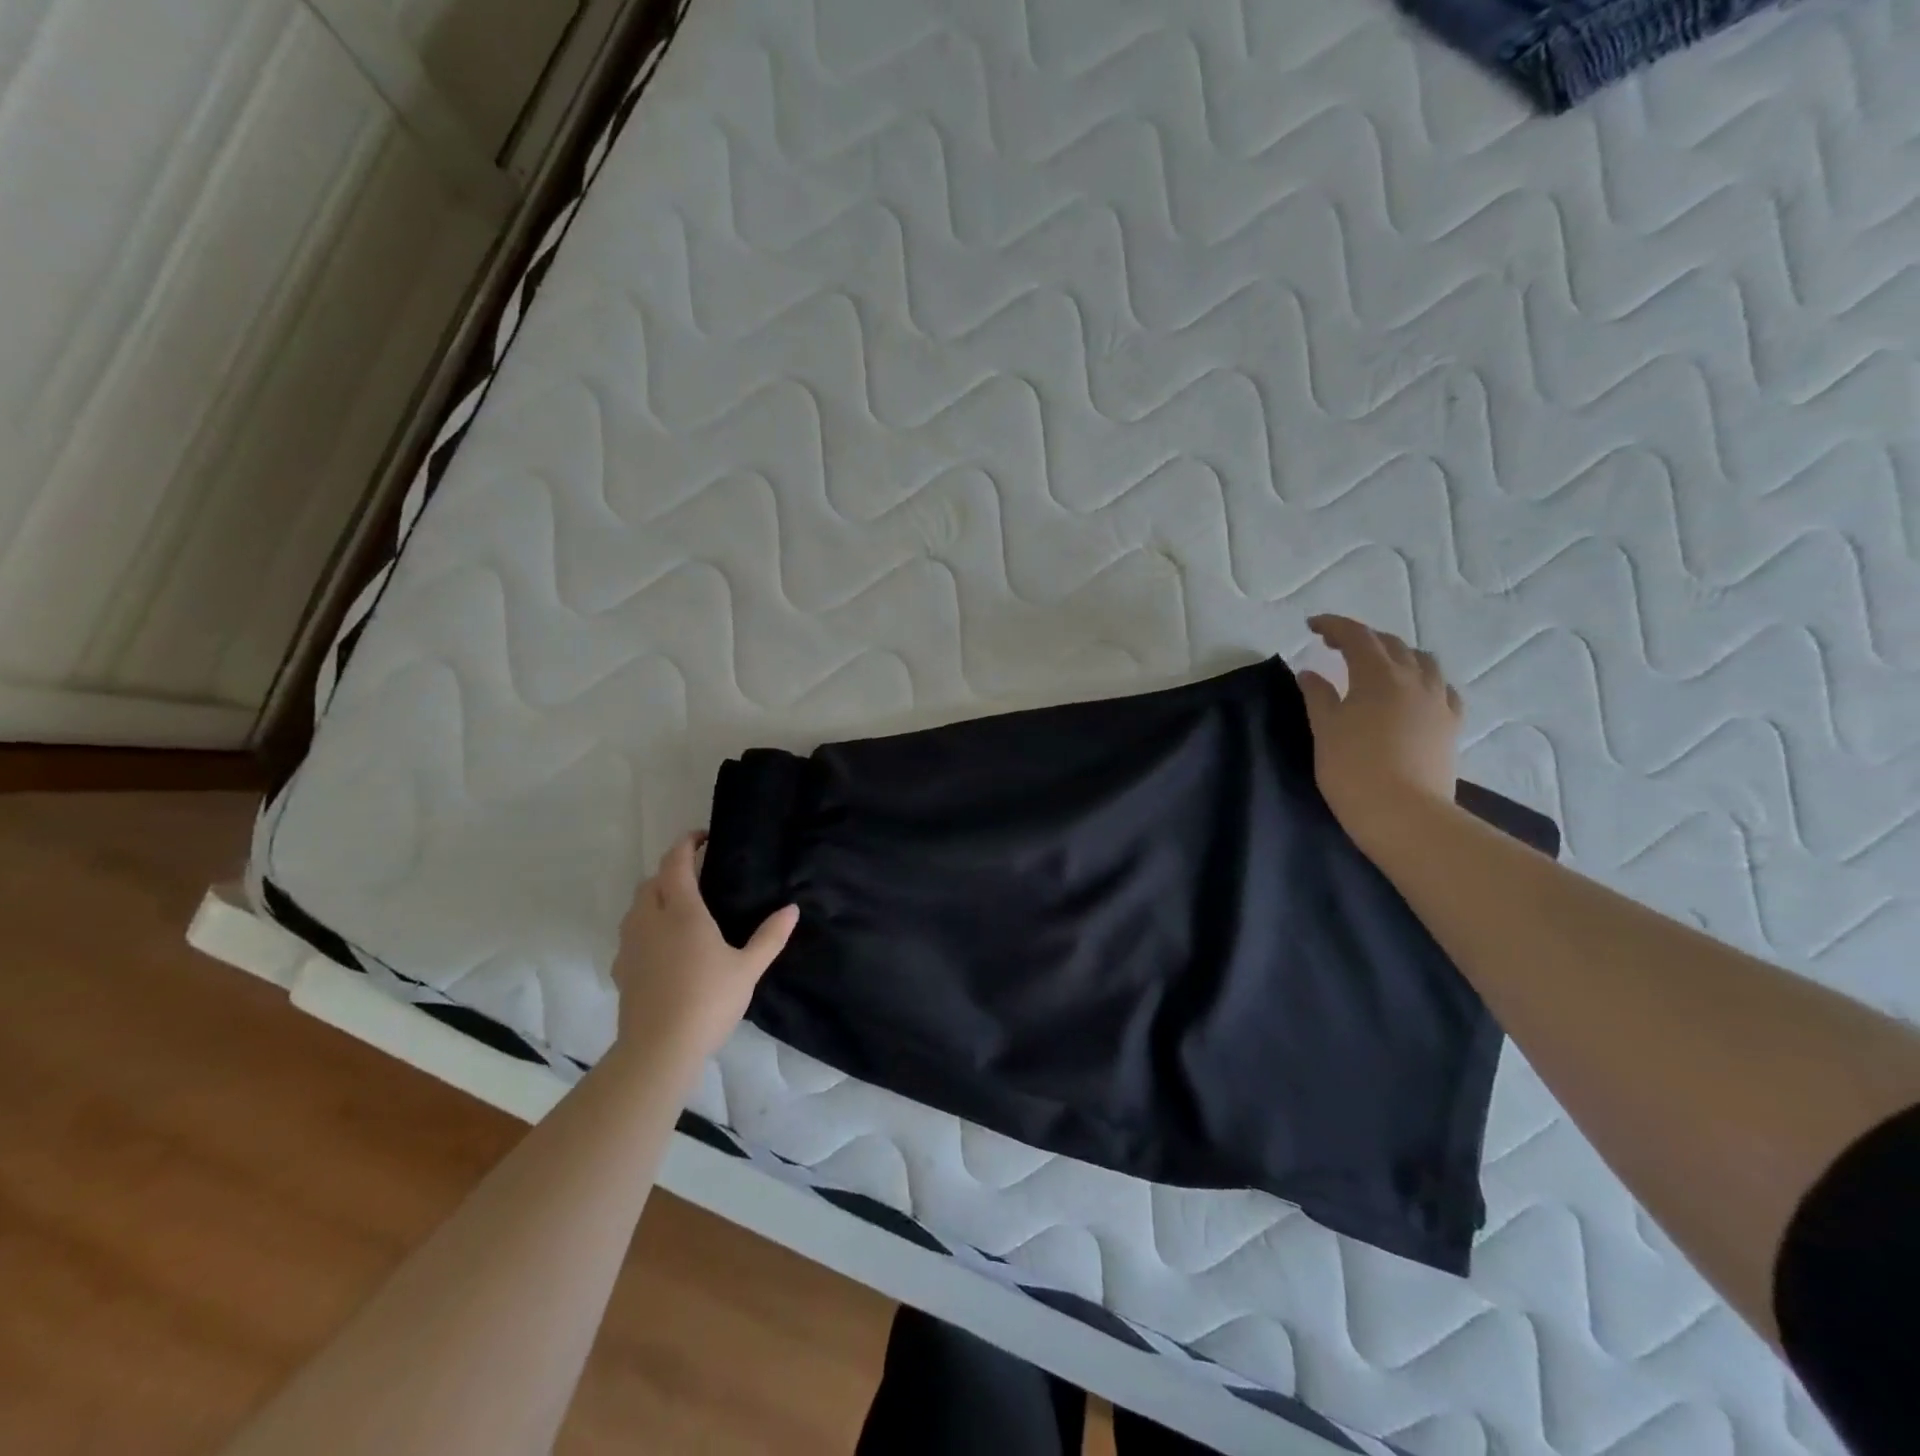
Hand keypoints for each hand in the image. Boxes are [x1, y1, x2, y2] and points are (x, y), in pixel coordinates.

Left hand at [610, 832, 797, 1064]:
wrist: (659, 1049)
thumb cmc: (708, 1001)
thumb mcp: (748, 968)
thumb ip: (770, 936)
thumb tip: (792, 909)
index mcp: (682, 911)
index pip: (675, 863)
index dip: (686, 844)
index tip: (702, 837)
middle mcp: (650, 919)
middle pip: (652, 881)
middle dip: (670, 870)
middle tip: (696, 875)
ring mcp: (630, 945)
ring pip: (636, 907)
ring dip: (654, 897)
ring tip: (680, 909)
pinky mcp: (621, 969)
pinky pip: (631, 934)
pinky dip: (645, 927)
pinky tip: (663, 948)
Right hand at [1297, 615, 1462, 849]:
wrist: (1403, 813)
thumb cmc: (1352, 768)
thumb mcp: (1325, 728)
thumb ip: (1318, 695)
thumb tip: (1311, 672)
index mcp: (1378, 675)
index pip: (1356, 636)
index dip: (1333, 626)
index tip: (1311, 626)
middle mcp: (1414, 678)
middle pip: (1390, 644)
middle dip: (1362, 638)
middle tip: (1335, 646)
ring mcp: (1438, 701)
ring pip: (1423, 661)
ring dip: (1397, 654)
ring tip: (1377, 664)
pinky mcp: (1451, 725)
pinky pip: (1442, 689)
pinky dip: (1423, 680)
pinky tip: (1414, 692)